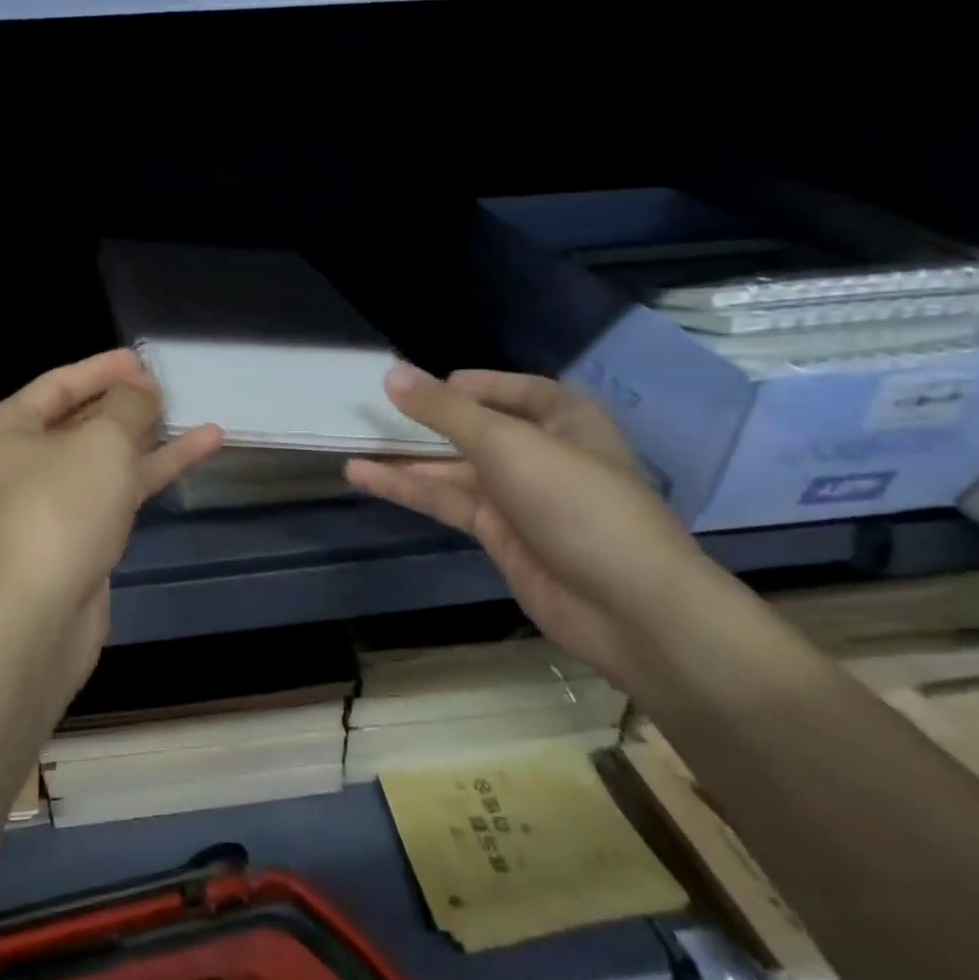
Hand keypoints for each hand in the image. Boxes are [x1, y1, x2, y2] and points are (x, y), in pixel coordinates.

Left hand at [0, 349, 221, 699]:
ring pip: (103, 460)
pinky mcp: (75, 538)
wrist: (37, 617)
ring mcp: (47, 504)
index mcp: (4, 430)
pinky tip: (197, 452)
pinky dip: (150, 473)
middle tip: (169, 387)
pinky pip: (114, 492)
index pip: (57, 385)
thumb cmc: (59, 509)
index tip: (142, 359)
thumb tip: (142, 385)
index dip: (102, 369)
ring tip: (199, 417)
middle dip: (127, 405)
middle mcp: (18, 463)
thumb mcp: (101, 442)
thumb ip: (128, 406)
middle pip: (80, 421)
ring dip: (149, 439)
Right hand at [345, 366, 721, 686]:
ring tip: (350, 444)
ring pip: (455, 468)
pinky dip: (409, 489)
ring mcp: (520, 497)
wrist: (627, 606)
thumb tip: (391, 372)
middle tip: (372, 410)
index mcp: (564, 419)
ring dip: (407, 459)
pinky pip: (448, 502)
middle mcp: (542, 453)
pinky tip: (364, 477)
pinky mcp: (500, 534)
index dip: (470, 383)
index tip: (420, 383)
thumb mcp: (506, 443)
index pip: (515, 389)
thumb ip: (444, 411)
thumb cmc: (575, 502)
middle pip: (476, 428)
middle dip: (427, 421)